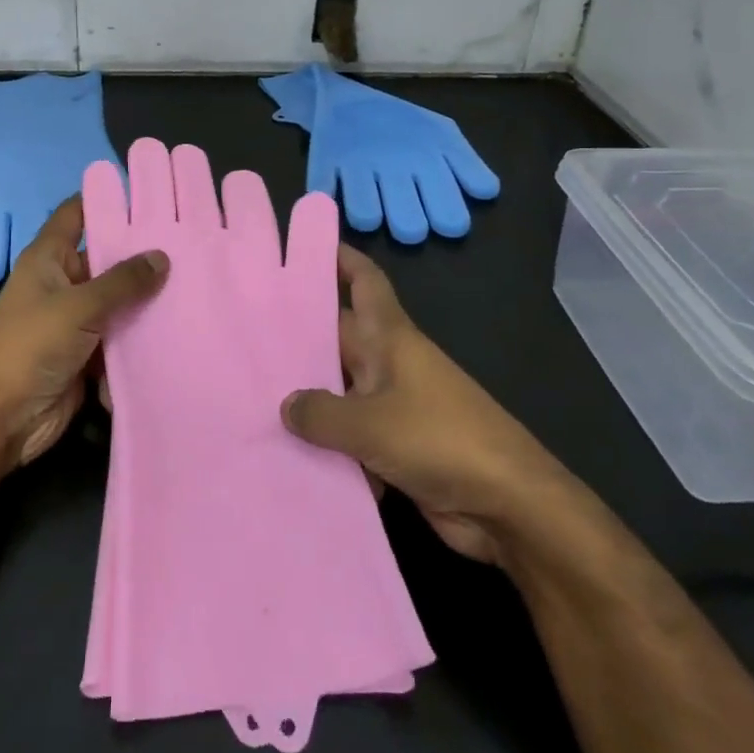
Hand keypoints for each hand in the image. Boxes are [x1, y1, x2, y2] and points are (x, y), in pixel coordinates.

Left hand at [0, 194, 167, 469]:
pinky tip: (179, 325)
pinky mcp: (87, 352)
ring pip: (118, 300)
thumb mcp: (78, 306)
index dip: (105, 199)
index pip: (77, 214)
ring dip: (146, 299)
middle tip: (190, 242)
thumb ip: (122, 281)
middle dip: (142, 255)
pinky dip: (140, 334)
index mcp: (49, 258)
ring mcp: (75, 319)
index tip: (147, 194)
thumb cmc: (31, 346)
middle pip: (106, 259)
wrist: (4, 418)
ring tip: (196, 282)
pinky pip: (120, 335)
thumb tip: (162, 256)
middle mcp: (62, 282)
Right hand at [280, 245, 577, 568]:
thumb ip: (320, 413)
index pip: (364, 282)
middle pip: (337, 338)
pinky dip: (326, 445)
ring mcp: (394, 406)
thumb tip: (286, 404)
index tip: (302, 246)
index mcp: (390, 338)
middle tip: (244, 333)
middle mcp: (389, 364)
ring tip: (251, 396)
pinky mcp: (395, 447)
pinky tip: (285, 455)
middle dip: (297, 336)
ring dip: (306, 398)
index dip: (339, 259)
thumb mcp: (370, 423)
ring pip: (339, 390)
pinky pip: (350, 436)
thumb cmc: (440, 440)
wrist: (509, 506)